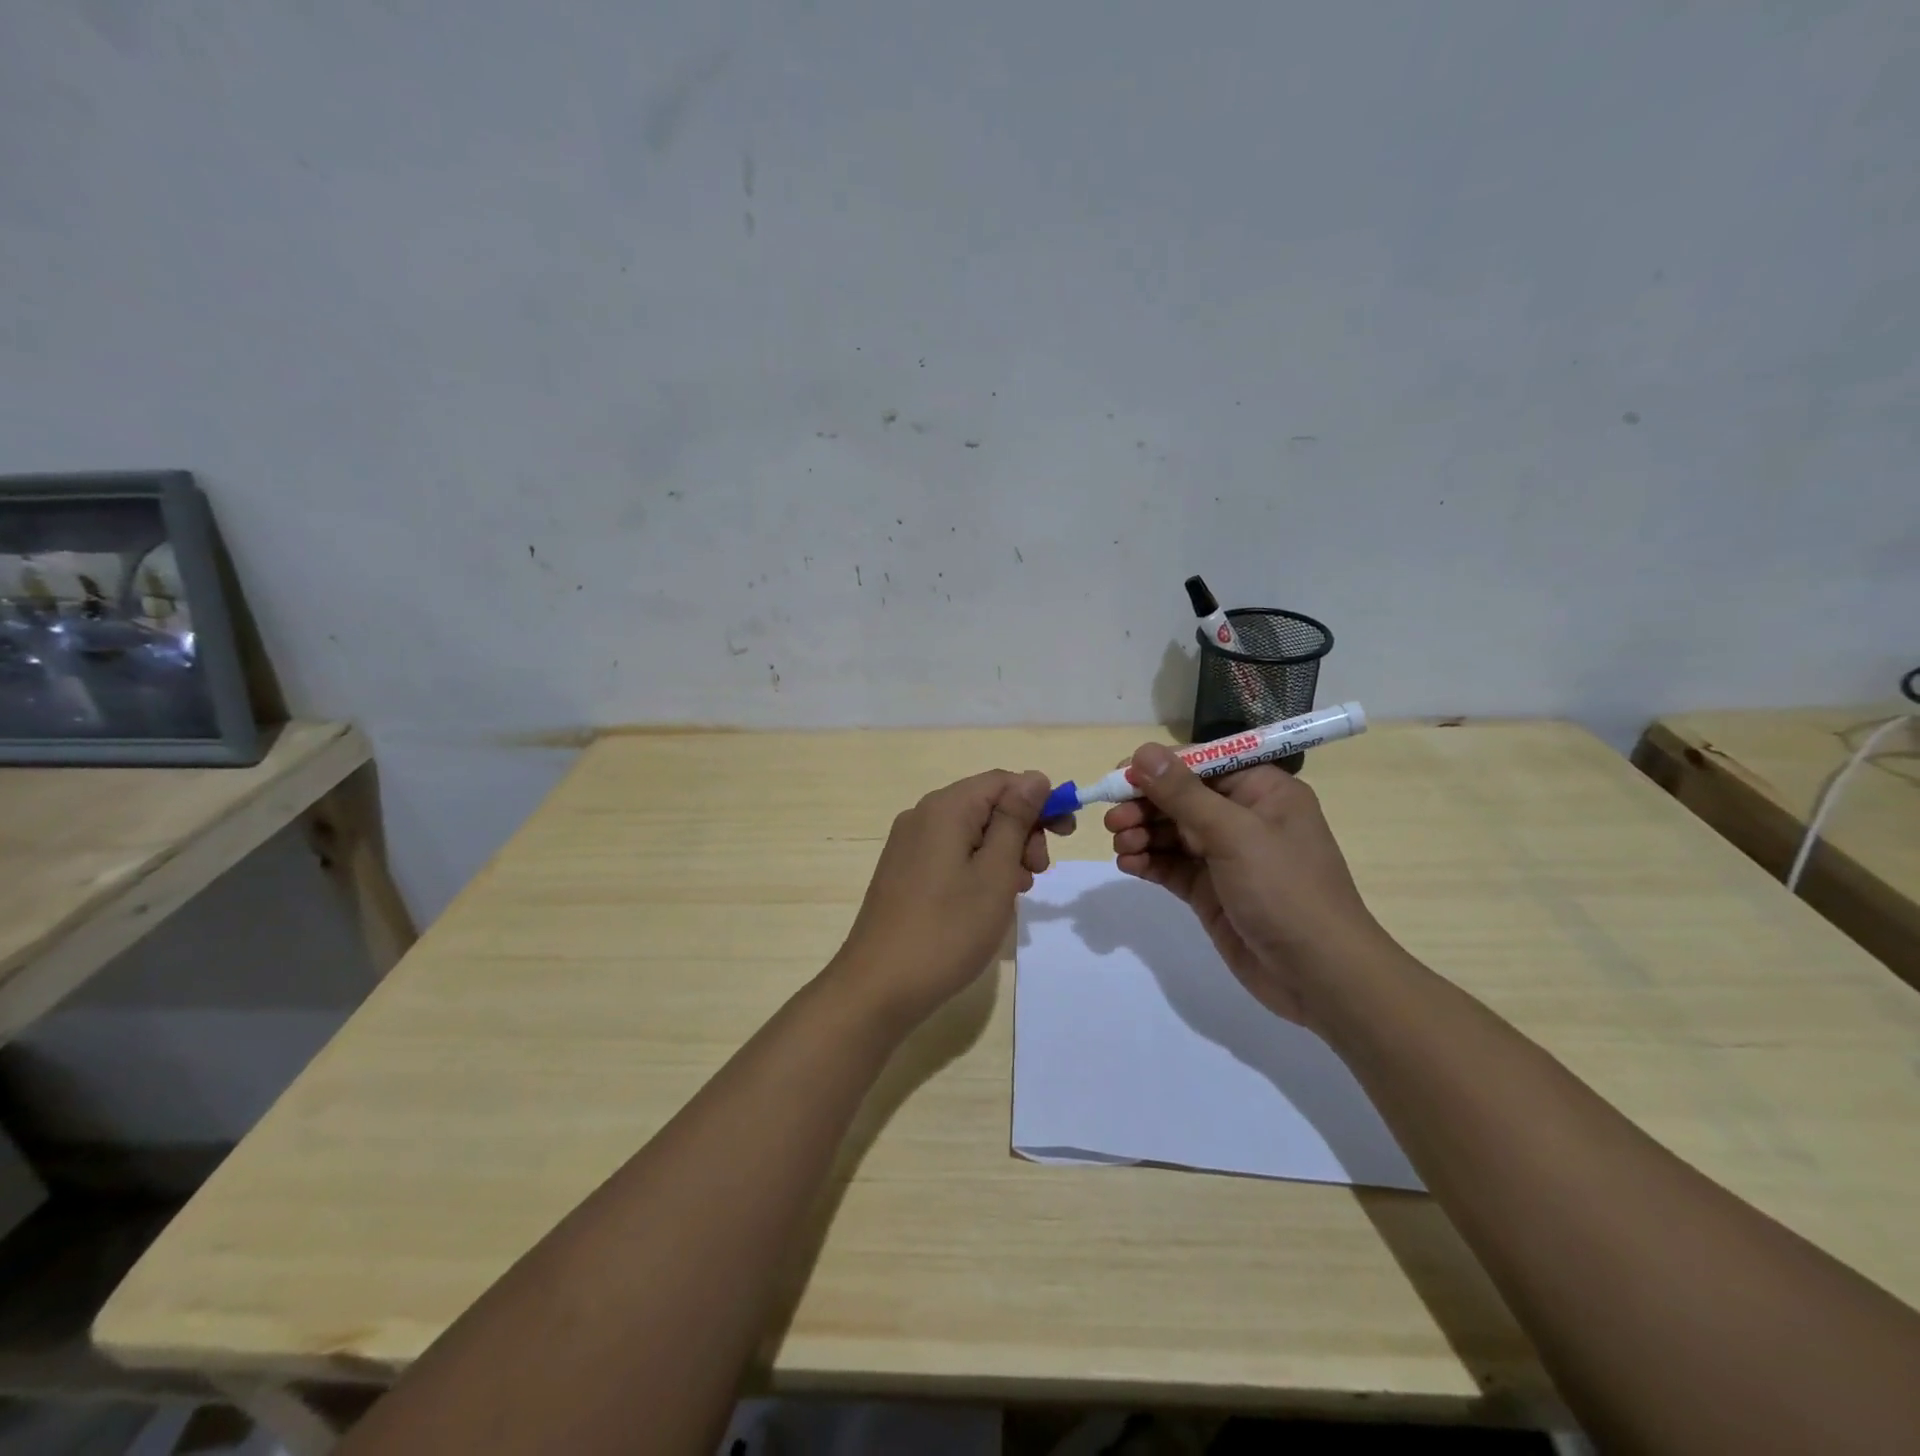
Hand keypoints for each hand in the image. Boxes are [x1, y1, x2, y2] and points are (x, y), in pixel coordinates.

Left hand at [830, 769, 1057, 1030]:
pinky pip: (951, 853)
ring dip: (1003, 852)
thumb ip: (1016, 820)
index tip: (1066, 834)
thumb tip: (1035, 777)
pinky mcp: (903, 872)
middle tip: (1038, 872)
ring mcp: (908, 845)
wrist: (879, 987)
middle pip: (986, 804)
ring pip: (970, 832)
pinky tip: (987, 901)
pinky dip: (978, 867)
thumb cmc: (947, 930)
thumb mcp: (995, 873)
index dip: (1040, 800)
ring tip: (1016, 892)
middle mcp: (922, 816)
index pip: (1003, 781)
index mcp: (945, 808)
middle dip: (1022, 830)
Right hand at [1106, 744, 1389, 1025]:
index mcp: (1261, 791)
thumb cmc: (1285, 890)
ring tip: (1121, 846)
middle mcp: (1242, 817)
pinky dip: (1148, 862)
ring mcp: (1225, 856)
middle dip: (1144, 805)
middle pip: (1180, 798)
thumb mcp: (1234, 834)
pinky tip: (1128, 864)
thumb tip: (1144, 751)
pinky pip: (1170, 865)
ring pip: (1170, 832)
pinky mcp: (1209, 890)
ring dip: (1141, 834)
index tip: (1120, 776)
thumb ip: (1183, 793)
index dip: (1159, 768)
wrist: (1318, 975)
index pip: (1201, 764)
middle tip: (1114, 820)